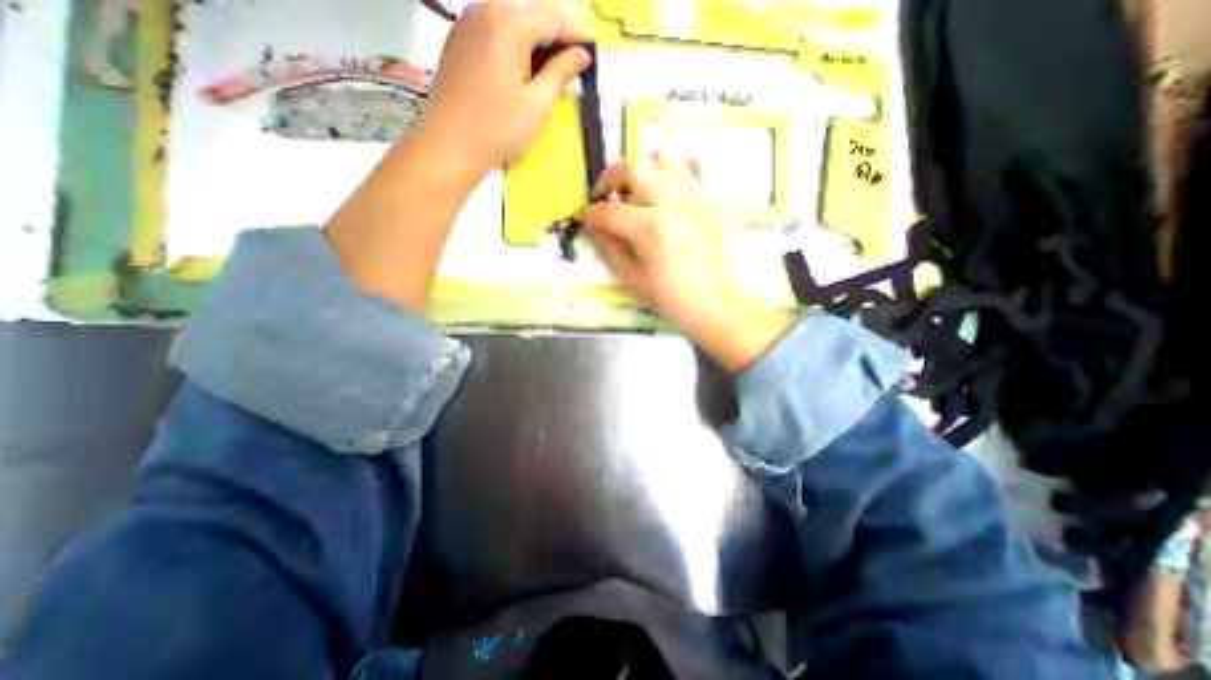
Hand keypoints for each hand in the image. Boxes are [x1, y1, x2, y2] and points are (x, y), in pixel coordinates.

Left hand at [413, 0, 592, 179]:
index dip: (576, 31)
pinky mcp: (458, 42)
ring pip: (511, 21)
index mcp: (508, 24)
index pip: (551, 18)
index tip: (594, 45)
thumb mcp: (537, 104)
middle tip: (576, 55)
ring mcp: (466, 24)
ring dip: (535, 38)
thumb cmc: (498, 129)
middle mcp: (484, 11)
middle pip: (530, 14)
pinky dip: (514, 43)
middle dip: (555, 32)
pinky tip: (524, 64)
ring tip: (553, 62)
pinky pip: (493, 31)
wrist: (449, 145)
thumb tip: (582, 54)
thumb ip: (560, 73)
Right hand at [582, 154, 790, 370]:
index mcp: (650, 228)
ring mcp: (695, 197)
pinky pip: (692, 170)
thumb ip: (611, 249)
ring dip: (644, 170)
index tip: (588, 221)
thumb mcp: (634, 279)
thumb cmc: (672, 297)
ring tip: (638, 189)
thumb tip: (594, 228)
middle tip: (606, 194)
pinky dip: (674, 174)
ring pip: (664, 159)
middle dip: (611, 178)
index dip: (592, 215)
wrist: (717, 303)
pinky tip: (668, 192)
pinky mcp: (711, 200)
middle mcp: (672, 203)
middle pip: (634, 168)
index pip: (609, 211)